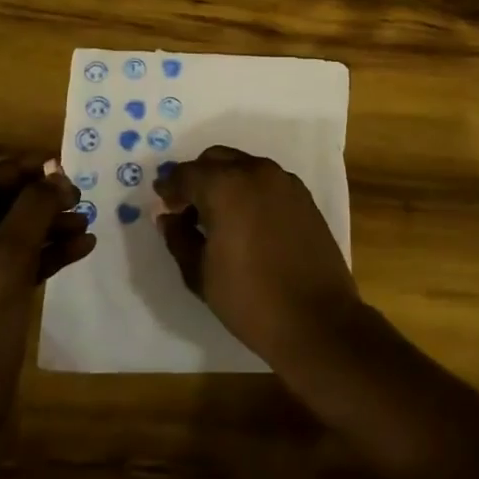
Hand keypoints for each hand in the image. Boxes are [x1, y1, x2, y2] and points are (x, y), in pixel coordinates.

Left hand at [0, 158, 93, 427]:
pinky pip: (20, 266)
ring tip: (86, 224)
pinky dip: (48, 255)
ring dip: (48, 226)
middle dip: (38, 200)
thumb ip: (29, 215)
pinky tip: (82, 249)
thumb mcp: (2, 268)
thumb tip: (54, 176)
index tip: (60, 166)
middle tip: (78, 198)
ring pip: (11, 236)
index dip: (18, 170)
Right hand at [154, 147, 361, 365]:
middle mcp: (256, 172)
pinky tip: (245, 219)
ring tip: (216, 215)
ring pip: (244, 166)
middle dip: (197, 178)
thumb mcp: (200, 273)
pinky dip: (249, 189)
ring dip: (224, 180)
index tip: (162, 202)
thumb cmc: (250, 299)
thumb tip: (169, 218)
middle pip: (216, 159)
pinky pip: (267, 180)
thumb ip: (179, 237)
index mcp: (225, 186)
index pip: (186, 174)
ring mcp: (285, 182)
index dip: (169, 188)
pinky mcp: (304, 197)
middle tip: (186, 208)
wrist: (316, 319)